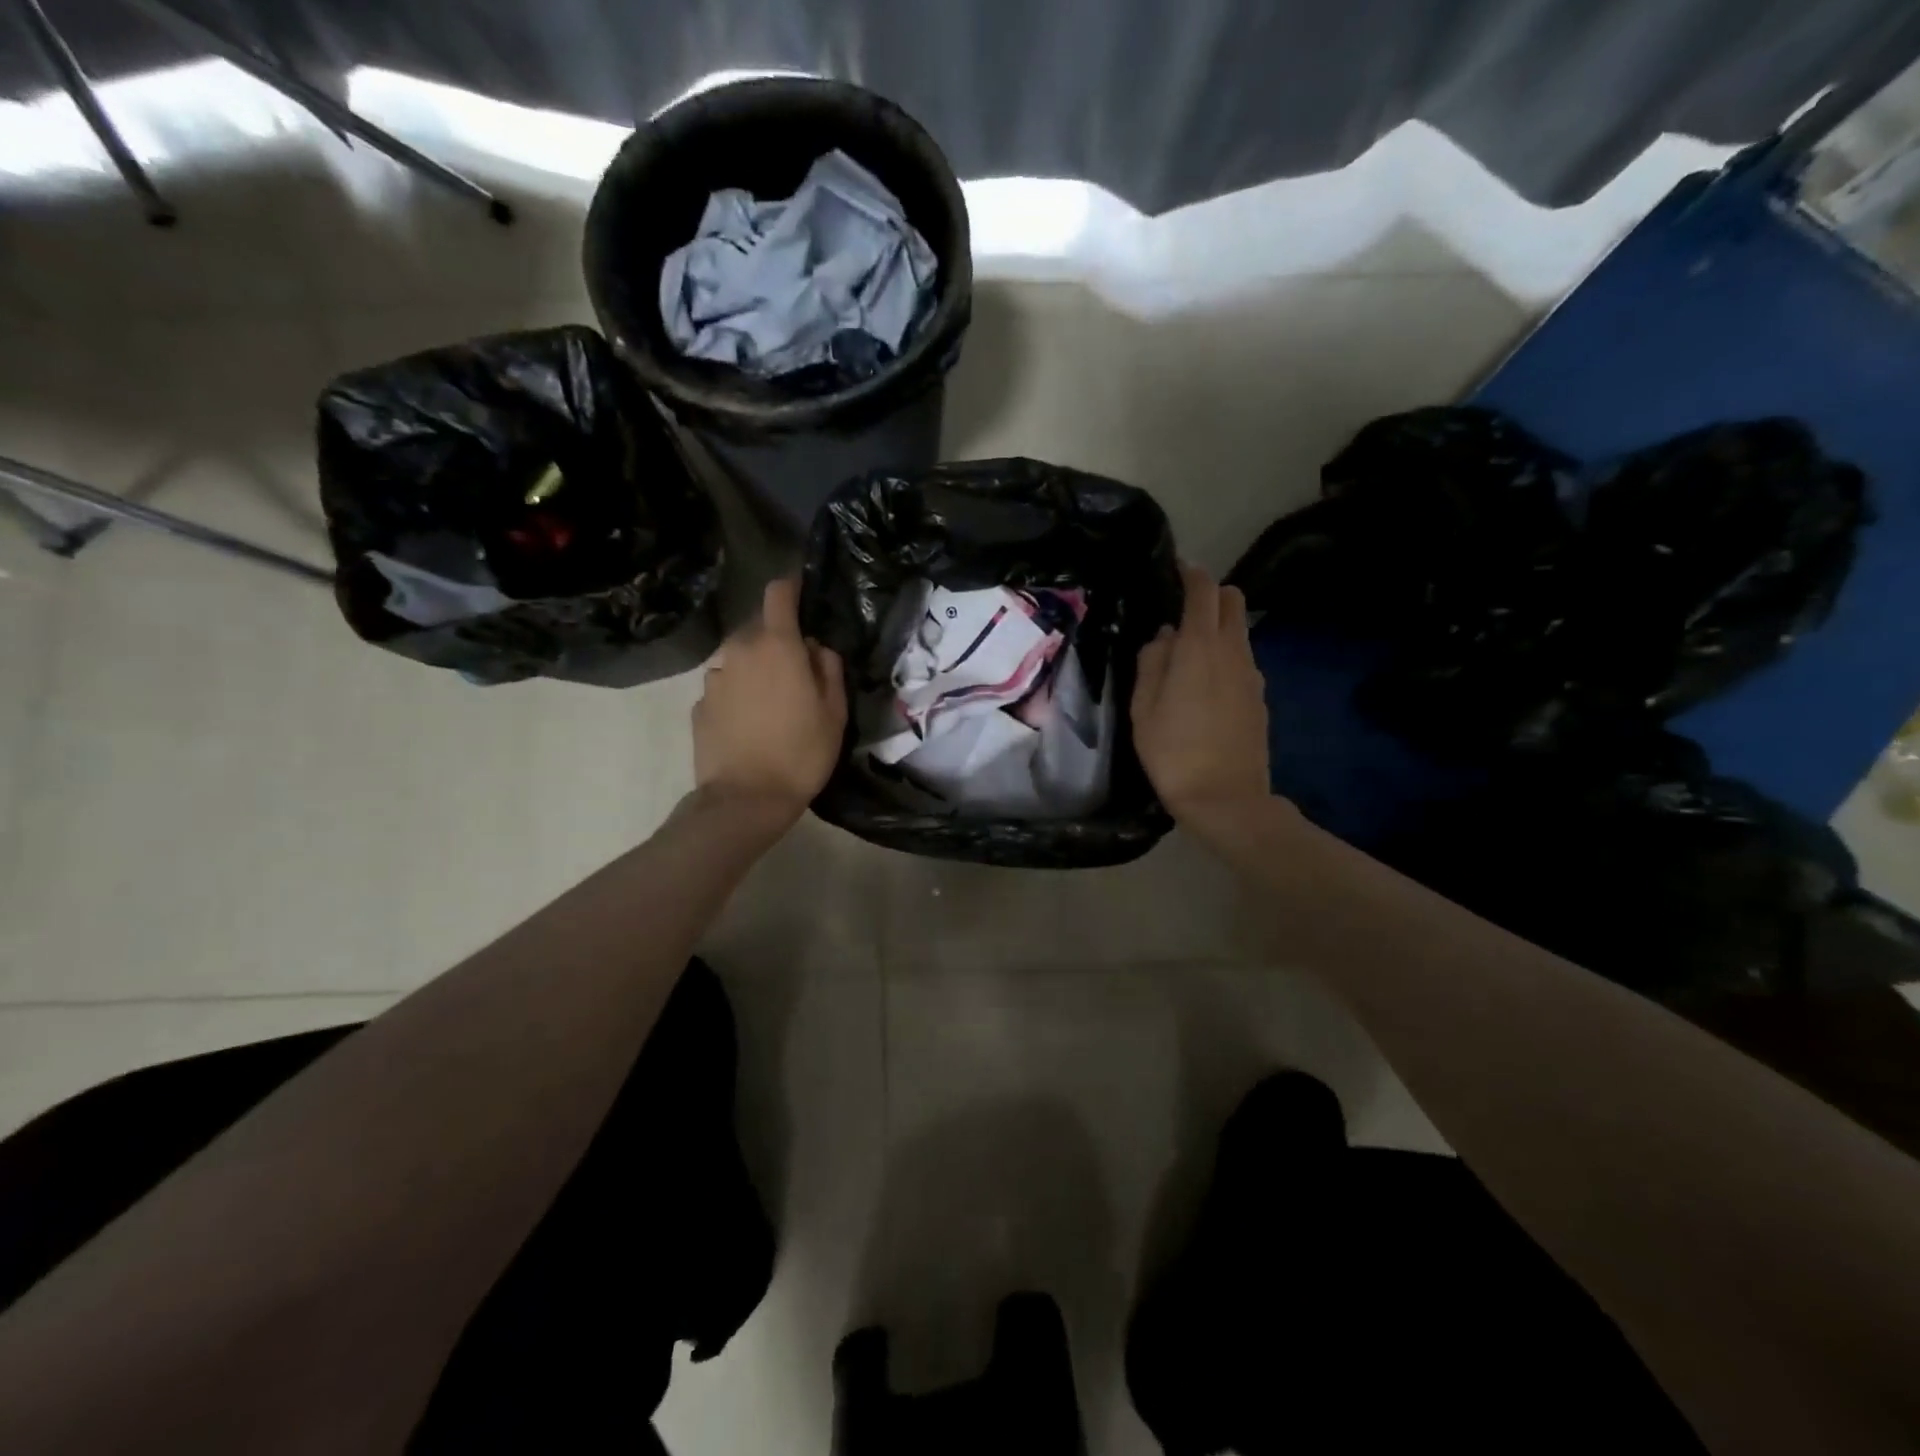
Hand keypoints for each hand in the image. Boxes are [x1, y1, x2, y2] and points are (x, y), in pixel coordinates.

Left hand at [693, 577, 847, 826]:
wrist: (745, 799)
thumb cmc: (801, 753)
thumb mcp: (834, 713)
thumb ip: (829, 670)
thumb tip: (817, 648)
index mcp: (777, 646)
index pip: (778, 594)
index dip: (791, 588)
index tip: (802, 595)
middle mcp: (740, 651)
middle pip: (759, 628)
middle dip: (777, 640)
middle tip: (797, 672)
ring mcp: (714, 678)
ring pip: (739, 659)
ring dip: (756, 669)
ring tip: (771, 704)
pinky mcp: (699, 705)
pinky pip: (724, 687)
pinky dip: (737, 695)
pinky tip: (749, 724)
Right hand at [1132, 562, 1271, 834]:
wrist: (1225, 798)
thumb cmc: (1172, 752)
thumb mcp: (1143, 708)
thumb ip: (1152, 662)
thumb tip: (1164, 637)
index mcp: (1200, 648)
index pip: (1203, 590)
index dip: (1190, 573)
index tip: (1175, 569)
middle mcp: (1233, 652)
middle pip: (1232, 600)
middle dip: (1210, 594)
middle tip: (1181, 611)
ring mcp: (1252, 674)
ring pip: (1239, 631)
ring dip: (1217, 627)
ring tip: (1188, 654)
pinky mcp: (1260, 697)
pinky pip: (1243, 660)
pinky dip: (1226, 656)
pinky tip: (1205, 686)